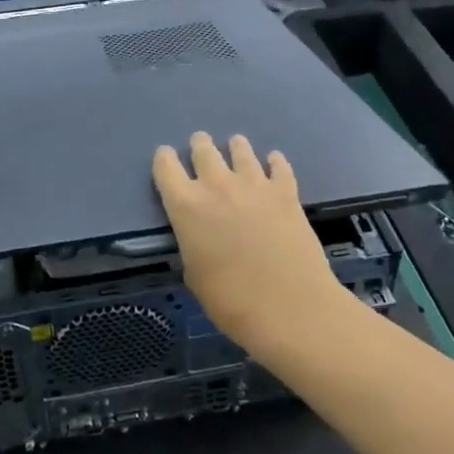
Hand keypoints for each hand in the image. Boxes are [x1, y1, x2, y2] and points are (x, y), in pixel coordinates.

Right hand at [152, 132, 342, 348]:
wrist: (289, 307)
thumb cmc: (231, 301)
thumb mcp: (194, 275)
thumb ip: (192, 243)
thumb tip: (198, 235)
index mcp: (186, 206)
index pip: (165, 166)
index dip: (164, 160)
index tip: (167, 160)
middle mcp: (216, 185)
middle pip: (203, 149)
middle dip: (200, 146)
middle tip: (201, 147)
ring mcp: (254, 184)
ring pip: (241, 149)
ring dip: (236, 148)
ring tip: (236, 147)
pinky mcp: (285, 191)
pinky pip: (278, 165)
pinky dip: (274, 162)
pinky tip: (274, 163)